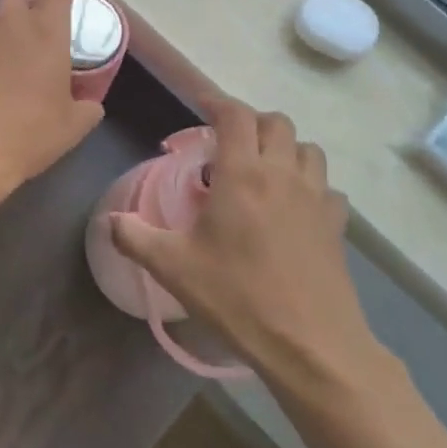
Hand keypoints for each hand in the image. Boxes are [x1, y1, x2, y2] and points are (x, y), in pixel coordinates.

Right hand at [109, 97, 382, 382]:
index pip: (236, 116)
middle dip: (251, 123)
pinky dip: (310, 185)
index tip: (202, 105)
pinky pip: (327, 188)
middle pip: (276, 123)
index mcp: (242, 174)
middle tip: (227, 143)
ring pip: (307, 150)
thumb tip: (110, 220)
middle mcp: (283, 175)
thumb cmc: (237, 297)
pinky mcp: (336, 226)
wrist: (310, 345)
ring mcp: (316, 199)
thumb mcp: (173, 267)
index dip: (217, 102)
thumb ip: (135, 236)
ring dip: (284, 148)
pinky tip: (294, 208)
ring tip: (262, 170)